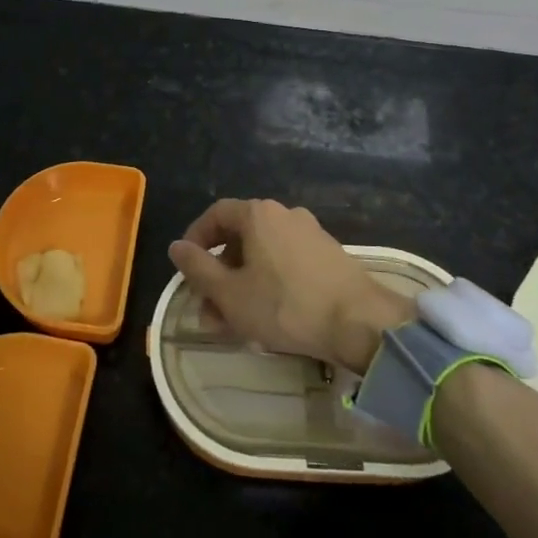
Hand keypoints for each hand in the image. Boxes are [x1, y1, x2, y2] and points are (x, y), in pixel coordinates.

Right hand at [169, 199, 413, 372]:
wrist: (360, 322)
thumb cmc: (285, 305)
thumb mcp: (230, 293)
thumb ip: (197, 269)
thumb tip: (177, 247)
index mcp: (258, 214)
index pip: (216, 215)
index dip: (195, 239)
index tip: (186, 268)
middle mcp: (285, 214)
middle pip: (240, 237)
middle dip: (219, 274)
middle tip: (210, 309)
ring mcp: (311, 234)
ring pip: (263, 255)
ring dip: (243, 284)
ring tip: (236, 323)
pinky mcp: (329, 256)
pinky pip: (287, 264)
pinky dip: (270, 285)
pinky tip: (269, 318)